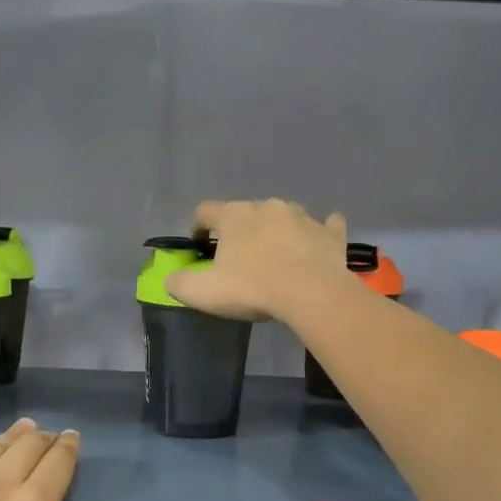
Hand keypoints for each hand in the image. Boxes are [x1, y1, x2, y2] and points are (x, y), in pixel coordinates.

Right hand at [165, 198, 349, 321]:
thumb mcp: (203, 292)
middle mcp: (267, 206)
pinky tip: (317, 243)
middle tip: (239, 260)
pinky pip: (325, 225)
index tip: (200, 247)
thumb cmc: (252, 288)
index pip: (205, 211)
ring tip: (276, 258)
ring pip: (284, 217)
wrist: (311, 294)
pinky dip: (319, 232)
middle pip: (246, 213)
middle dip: (240, 232)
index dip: (198, 227)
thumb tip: (170, 278)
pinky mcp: (330, 233)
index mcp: (234, 215)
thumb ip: (179, 283)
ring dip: (277, 231)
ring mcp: (302, 216)